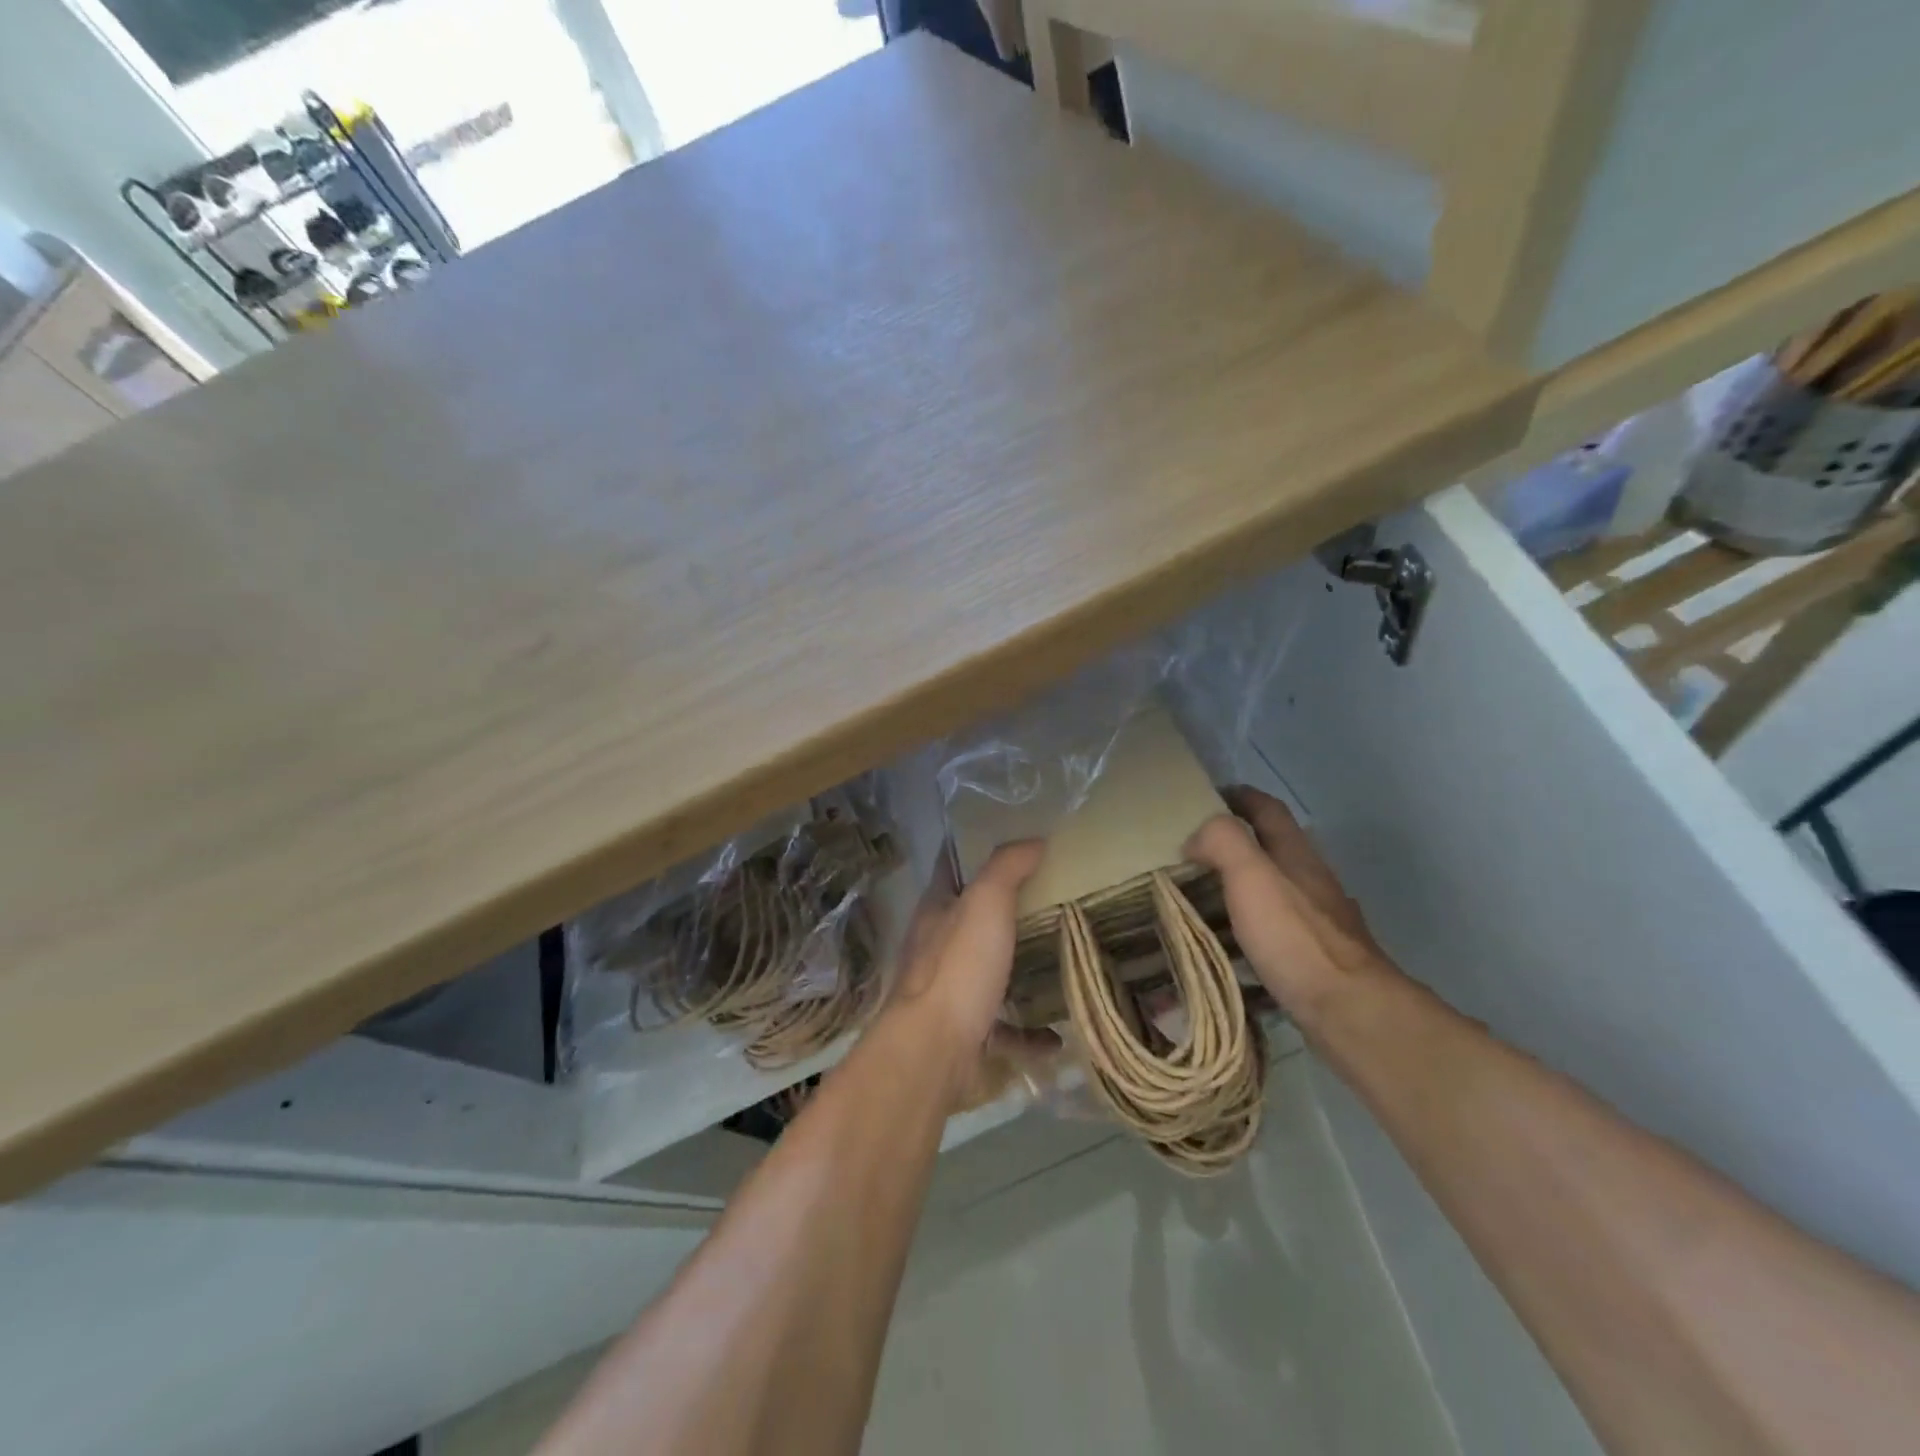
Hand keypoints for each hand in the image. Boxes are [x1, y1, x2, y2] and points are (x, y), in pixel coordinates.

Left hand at [885, 841, 1054, 1102]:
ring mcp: (949, 994)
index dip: (972, 849)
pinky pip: (1004, 1031)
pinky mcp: (966, 1036)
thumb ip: (1007, 868)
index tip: (1008, 839)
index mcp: (935, 911)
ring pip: (986, 974)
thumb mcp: (985, 903)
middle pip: (970, 920)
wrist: (934, 1053)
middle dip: (1003, 911)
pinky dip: (1029, 1034)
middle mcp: (936, 948)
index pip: (949, 866)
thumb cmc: (958, 967)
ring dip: (1015, 971)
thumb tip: (1033, 840)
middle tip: (1050, 897)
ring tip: (1056, 962)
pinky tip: (1057, 1036)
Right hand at [1183, 787, 1399, 1033]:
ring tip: (1202, 900)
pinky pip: (1276, 932)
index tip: (1209, 796)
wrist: (1350, 1011)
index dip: (1240, 796)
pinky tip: (1231, 947)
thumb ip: (1222, 842)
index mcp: (1297, 855)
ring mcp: (1319, 922)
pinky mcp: (1316, 959)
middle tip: (1192, 854)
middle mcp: (1312, 881)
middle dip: (1236, 844)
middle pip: (1274, 849)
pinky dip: (1250, 930)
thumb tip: (1195, 838)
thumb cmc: (1296, 937)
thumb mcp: (1251, 876)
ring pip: (1275, 891)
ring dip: (1241, 888)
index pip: (1268, 809)